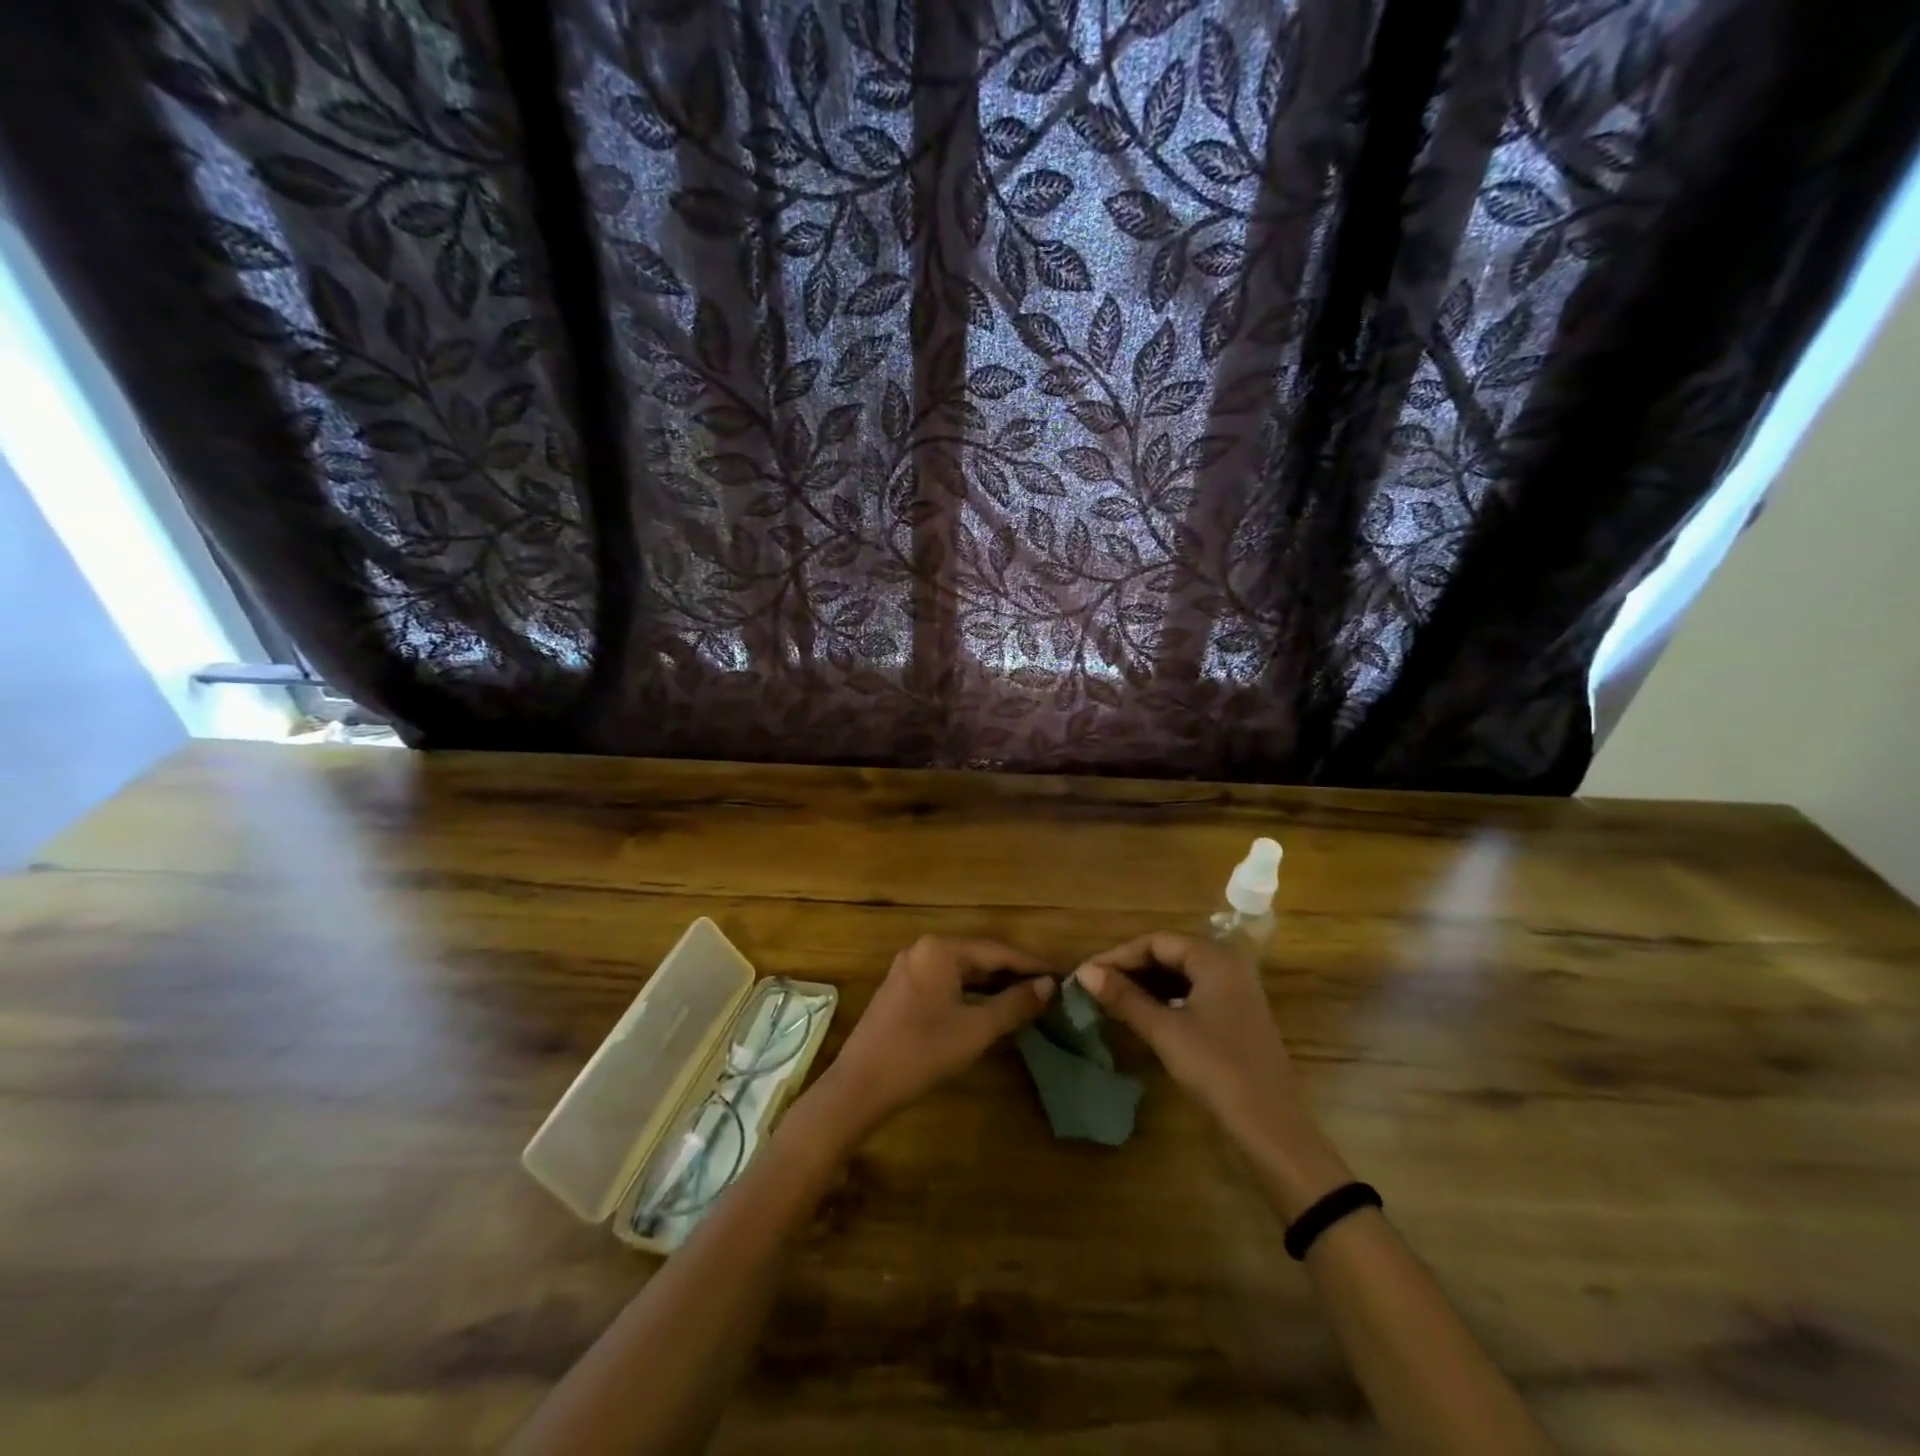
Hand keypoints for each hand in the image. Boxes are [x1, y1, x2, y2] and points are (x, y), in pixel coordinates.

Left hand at [814, 937, 1052, 1136]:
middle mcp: (923, 950)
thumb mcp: (976, 1029)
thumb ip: (1015, 1004)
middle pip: (979, 957)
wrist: (860, 1085)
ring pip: (961, 972)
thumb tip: (1049, 985)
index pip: (997, 951)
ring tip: (1027, 999)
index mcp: (940, 950)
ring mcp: (909, 969)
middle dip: (1013, 974)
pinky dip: (970, 994)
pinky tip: (990, 1009)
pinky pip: (945, 983)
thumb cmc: (922, 1052)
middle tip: (1049, 989)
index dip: (1031, 965)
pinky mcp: (901, 990)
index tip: (1062, 974)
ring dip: (992, 986)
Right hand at [1073, 933, 1304, 1144]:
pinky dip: (1165, 998)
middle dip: (1131, 968)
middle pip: (1169, 953)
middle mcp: (1228, 964)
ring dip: (1146, 984)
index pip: (1155, 942)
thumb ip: (1124, 998)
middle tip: (1095, 986)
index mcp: (1214, 958)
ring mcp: (1235, 990)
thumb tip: (1085, 972)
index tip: (1086, 974)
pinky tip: (1143, 1013)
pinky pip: (1193, 992)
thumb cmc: (1216, 1069)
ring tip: (1112, 999)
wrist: (1271, 1127)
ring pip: (1180, 974)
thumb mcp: (1164, 1031)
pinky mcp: (1236, 1014)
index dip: (1118, 956)